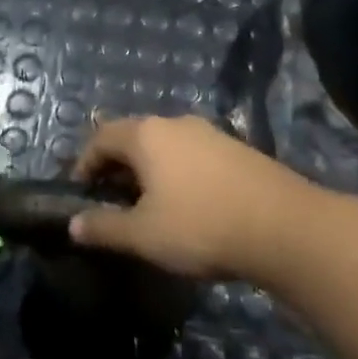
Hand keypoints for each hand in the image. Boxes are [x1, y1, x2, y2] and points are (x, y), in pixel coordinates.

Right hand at [68, 114, 315, 280]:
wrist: (284, 226)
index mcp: (146, 134)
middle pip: (133, 136)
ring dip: (149, 169)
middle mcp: (176, 123)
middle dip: (116, 166)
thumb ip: (104, 228)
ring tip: (148, 205)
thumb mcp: (143, 235)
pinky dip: (178, 172)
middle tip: (110, 200)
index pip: (101, 137)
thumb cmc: (200, 225)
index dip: (84, 162)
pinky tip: (188, 203)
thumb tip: (73, 224)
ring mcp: (210, 133)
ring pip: (166, 145)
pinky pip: (193, 154)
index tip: (80, 191)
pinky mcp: (237, 148)